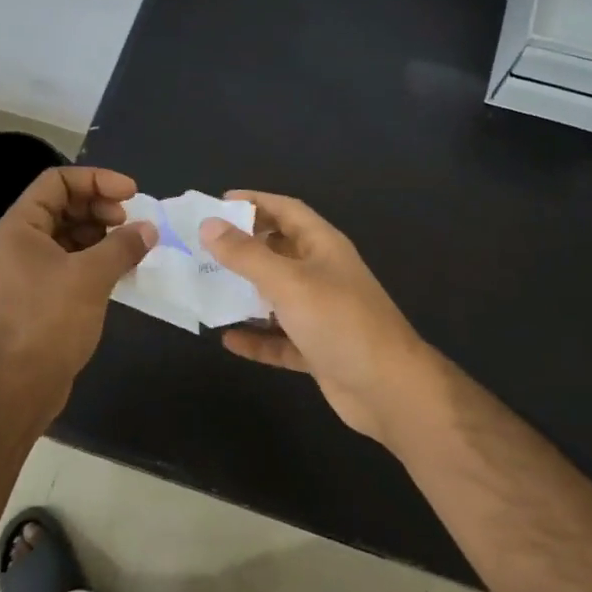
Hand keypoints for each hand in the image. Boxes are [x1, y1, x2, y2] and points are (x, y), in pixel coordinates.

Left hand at [0, 167, 155, 404]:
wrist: (18, 386)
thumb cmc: (49, 321)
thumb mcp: (90, 277)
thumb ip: (122, 246)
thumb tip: (149, 229)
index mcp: (21, 226)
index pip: (57, 181)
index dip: (96, 179)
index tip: (131, 194)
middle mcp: (20, 242)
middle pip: (64, 206)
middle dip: (101, 207)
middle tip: (132, 222)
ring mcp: (29, 270)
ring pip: (70, 236)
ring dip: (102, 235)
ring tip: (133, 246)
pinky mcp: (41, 296)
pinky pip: (71, 263)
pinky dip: (96, 260)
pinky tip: (123, 270)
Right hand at [200, 192, 434, 449]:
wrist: (389, 390)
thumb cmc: (339, 322)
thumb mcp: (288, 282)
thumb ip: (246, 255)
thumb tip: (208, 224)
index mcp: (322, 247)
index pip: (287, 211)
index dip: (255, 202)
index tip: (217, 203)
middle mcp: (322, 274)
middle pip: (278, 251)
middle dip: (243, 247)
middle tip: (202, 247)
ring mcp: (322, 313)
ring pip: (277, 296)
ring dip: (246, 294)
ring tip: (207, 289)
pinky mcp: (318, 349)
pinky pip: (280, 338)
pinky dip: (257, 338)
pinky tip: (228, 340)